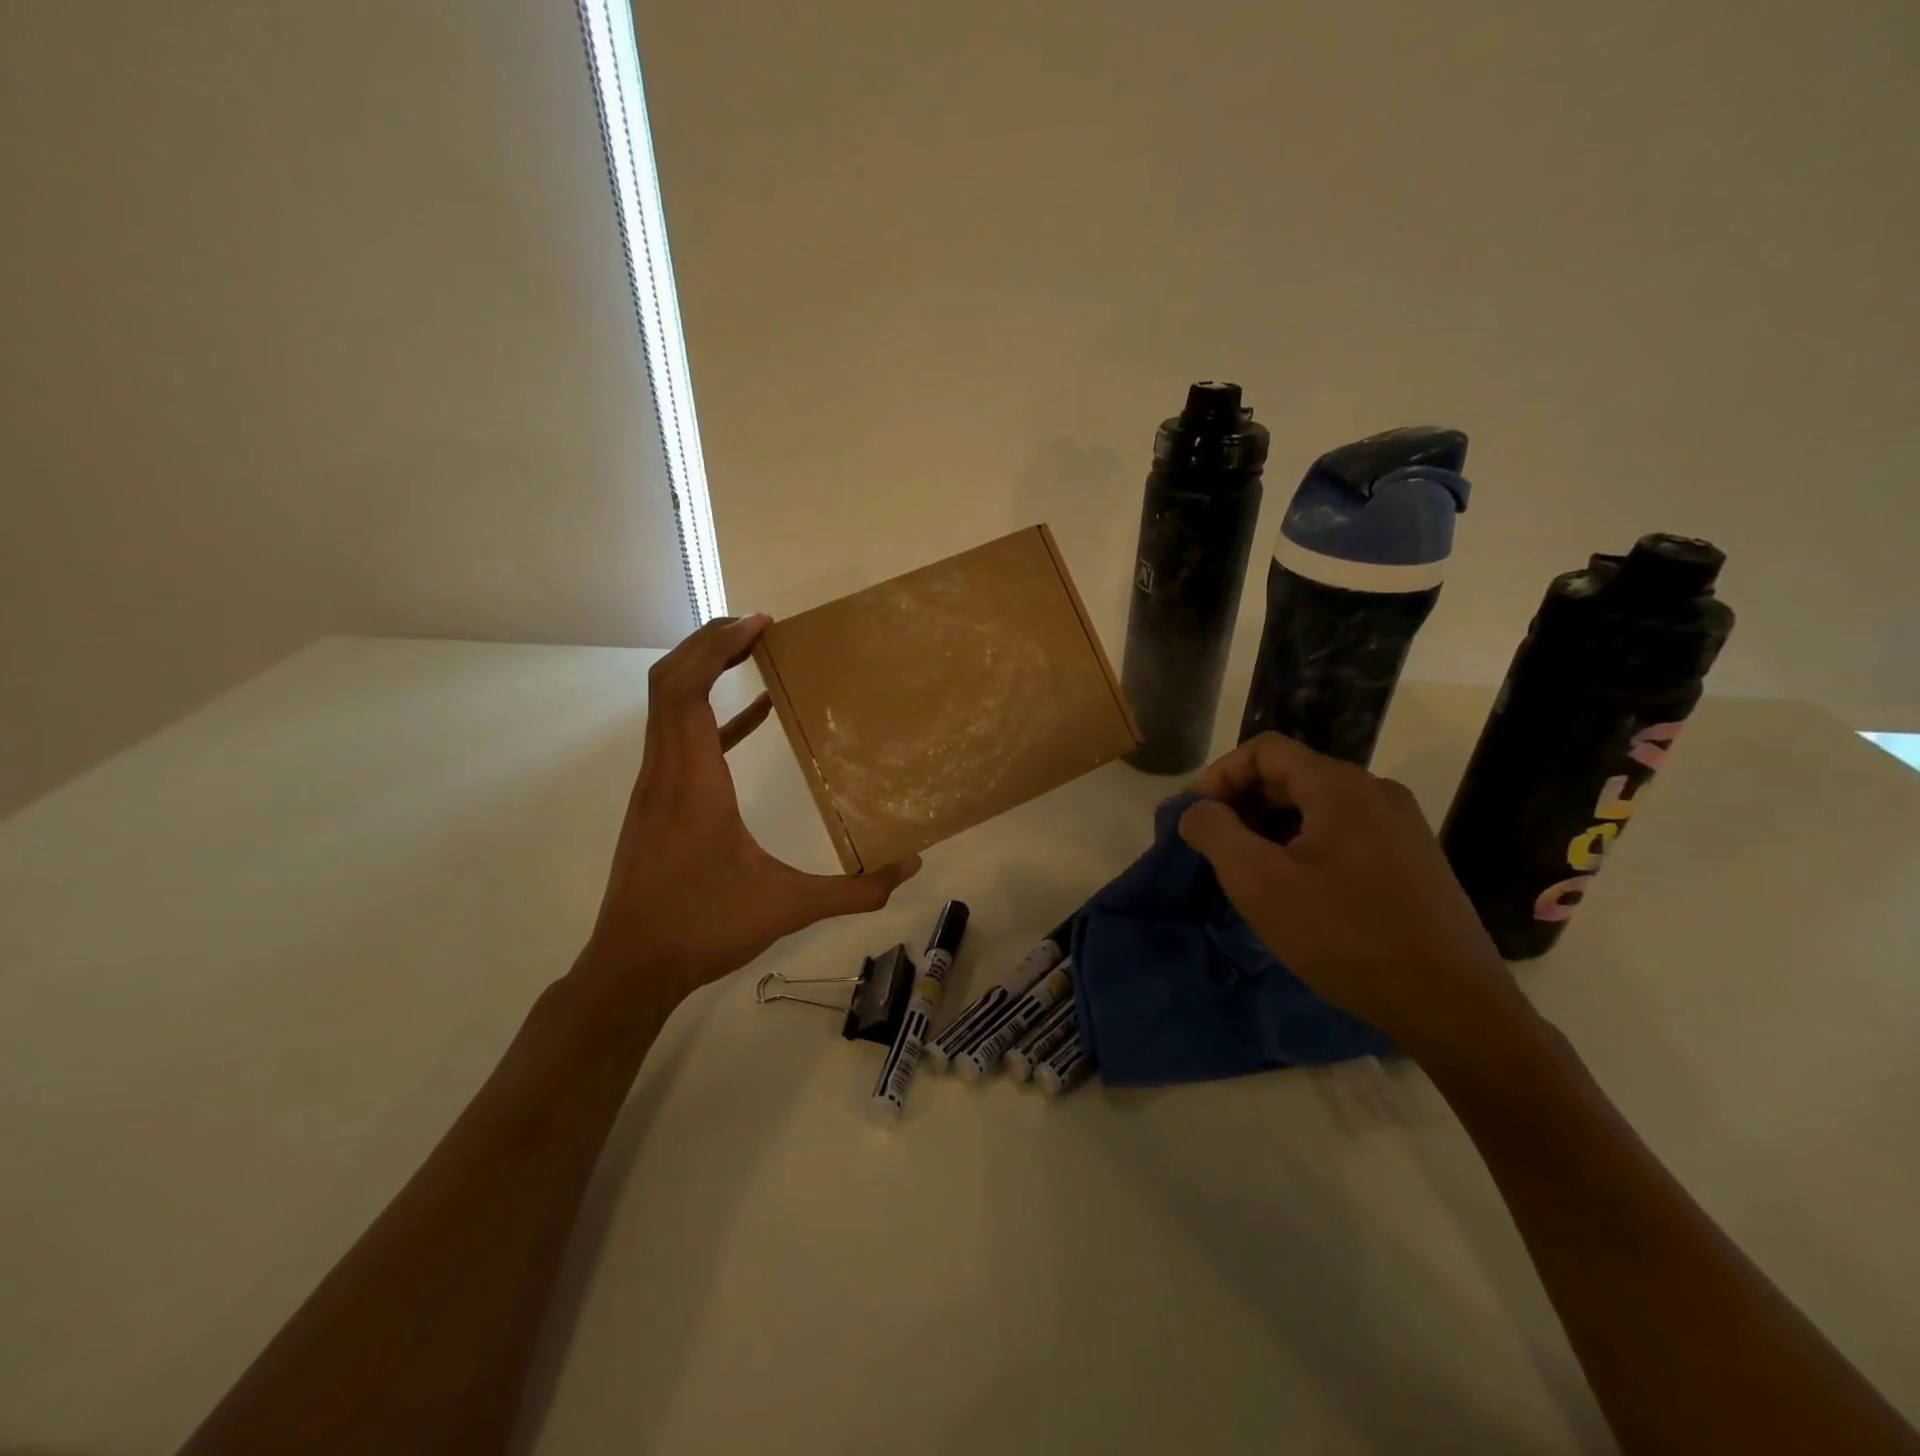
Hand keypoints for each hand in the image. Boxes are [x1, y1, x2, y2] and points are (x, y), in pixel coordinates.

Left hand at [578, 615, 919, 1007]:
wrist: (632, 967)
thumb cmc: (704, 928)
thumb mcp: (787, 907)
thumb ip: (853, 891)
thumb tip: (909, 868)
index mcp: (694, 782)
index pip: (685, 690)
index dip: (716, 646)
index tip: (759, 624)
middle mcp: (665, 772)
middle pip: (670, 682)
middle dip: (709, 643)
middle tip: (760, 626)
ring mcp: (654, 787)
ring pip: (667, 706)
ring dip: (704, 671)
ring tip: (753, 651)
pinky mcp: (656, 803)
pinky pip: (679, 739)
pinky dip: (713, 715)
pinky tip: (755, 716)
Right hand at [1178, 732, 1534, 1062]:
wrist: (1451, 1005)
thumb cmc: (1344, 935)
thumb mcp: (1258, 882)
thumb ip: (1214, 832)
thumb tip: (1196, 810)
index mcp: (1340, 785)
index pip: (1263, 750)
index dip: (1218, 776)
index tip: (1194, 818)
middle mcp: (1375, 792)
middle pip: (1290, 775)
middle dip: (1241, 803)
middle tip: (1211, 846)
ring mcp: (1401, 826)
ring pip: (1316, 807)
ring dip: (1270, 827)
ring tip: (1246, 870)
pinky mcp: (1413, 860)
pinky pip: (1343, 833)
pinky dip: (1304, 846)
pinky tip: (1293, 889)